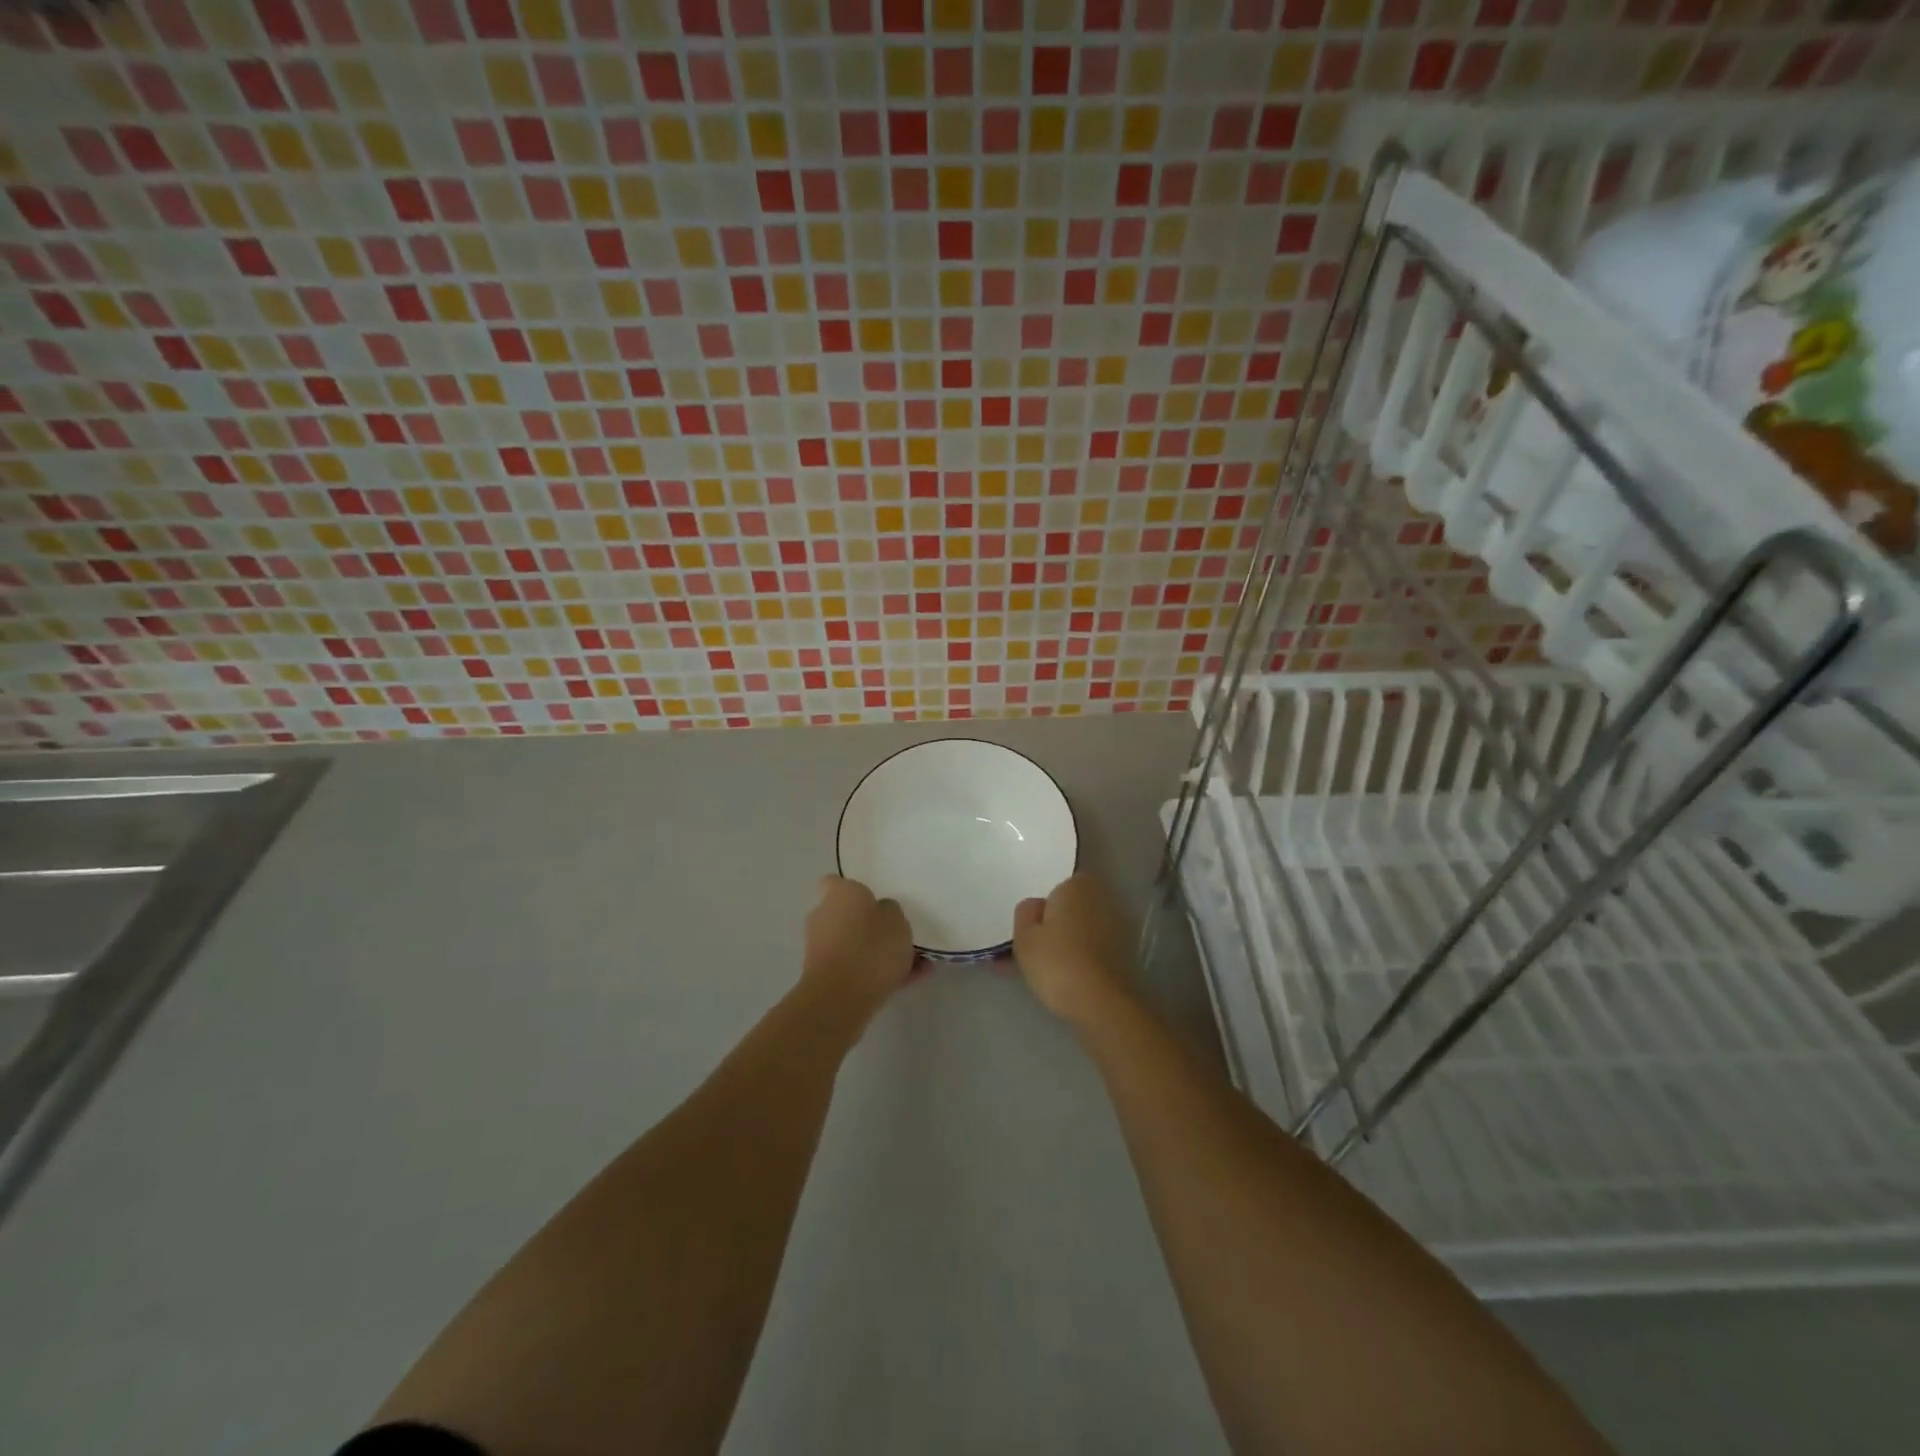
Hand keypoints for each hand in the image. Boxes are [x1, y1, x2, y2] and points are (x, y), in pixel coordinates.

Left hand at [801, 875, 914, 1022]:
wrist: (842, 998)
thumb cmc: (870, 946)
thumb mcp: (897, 920)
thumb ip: (890, 912)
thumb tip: (881, 913)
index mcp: (838, 894)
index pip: (836, 883)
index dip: (853, 890)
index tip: (874, 900)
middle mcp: (824, 917)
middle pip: (848, 916)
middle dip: (870, 926)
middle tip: (899, 935)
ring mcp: (822, 949)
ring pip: (856, 945)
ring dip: (880, 953)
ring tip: (918, 965)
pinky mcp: (826, 977)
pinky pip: (857, 969)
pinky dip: (879, 974)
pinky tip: (913, 980)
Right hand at [1012, 872, 1131, 1023]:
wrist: (1100, 1003)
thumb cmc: (1056, 962)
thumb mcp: (1024, 936)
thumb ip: (1025, 912)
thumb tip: (1036, 906)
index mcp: (1077, 885)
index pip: (1057, 885)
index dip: (1043, 906)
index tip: (1030, 927)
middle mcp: (1101, 899)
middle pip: (1071, 908)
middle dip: (1055, 923)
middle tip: (1032, 948)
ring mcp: (1117, 927)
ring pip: (1081, 930)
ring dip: (1066, 943)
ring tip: (1041, 970)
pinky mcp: (1124, 954)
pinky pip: (1092, 949)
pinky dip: (1079, 959)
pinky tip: (1062, 980)